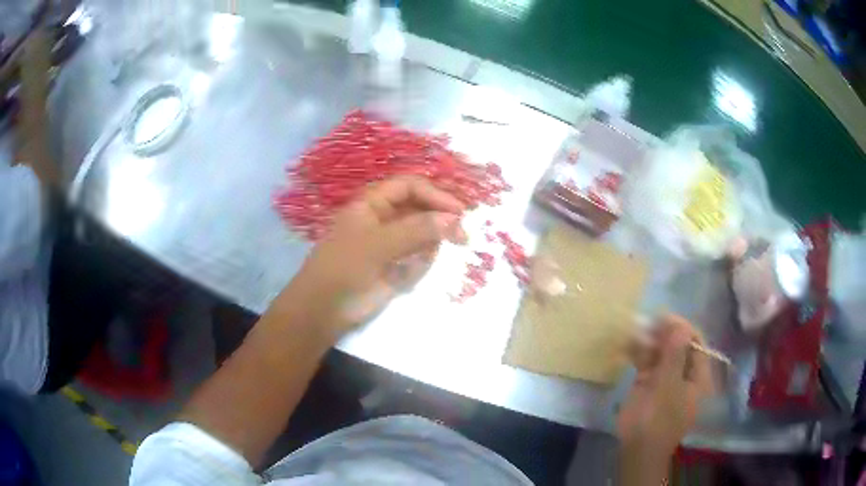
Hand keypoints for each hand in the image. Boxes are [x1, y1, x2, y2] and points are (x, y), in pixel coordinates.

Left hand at [280, 176, 466, 341]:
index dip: (435, 194)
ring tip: (421, 262)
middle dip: (440, 219)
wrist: (324, 310)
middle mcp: (384, 218)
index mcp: (372, 204)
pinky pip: (418, 258)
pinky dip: (420, 264)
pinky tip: (407, 276)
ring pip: (423, 234)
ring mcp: (391, 243)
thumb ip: (415, 230)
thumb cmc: (343, 269)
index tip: (458, 211)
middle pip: (420, 208)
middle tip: (462, 236)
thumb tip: (453, 219)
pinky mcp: (396, 266)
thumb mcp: (376, 245)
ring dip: (431, 244)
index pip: (410, 186)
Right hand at [619, 314, 711, 453]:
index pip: (696, 344)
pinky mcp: (650, 385)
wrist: (636, 450)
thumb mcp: (667, 387)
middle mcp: (686, 375)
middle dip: (664, 334)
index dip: (682, 328)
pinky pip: (648, 363)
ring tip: (636, 330)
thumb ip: (674, 355)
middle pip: (679, 346)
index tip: (663, 318)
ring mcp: (668, 380)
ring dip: (650, 341)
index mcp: (699, 377)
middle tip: (647, 324)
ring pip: (662, 353)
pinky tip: (630, 344)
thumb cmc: (657, 420)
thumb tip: (680, 324)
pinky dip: (640, 353)